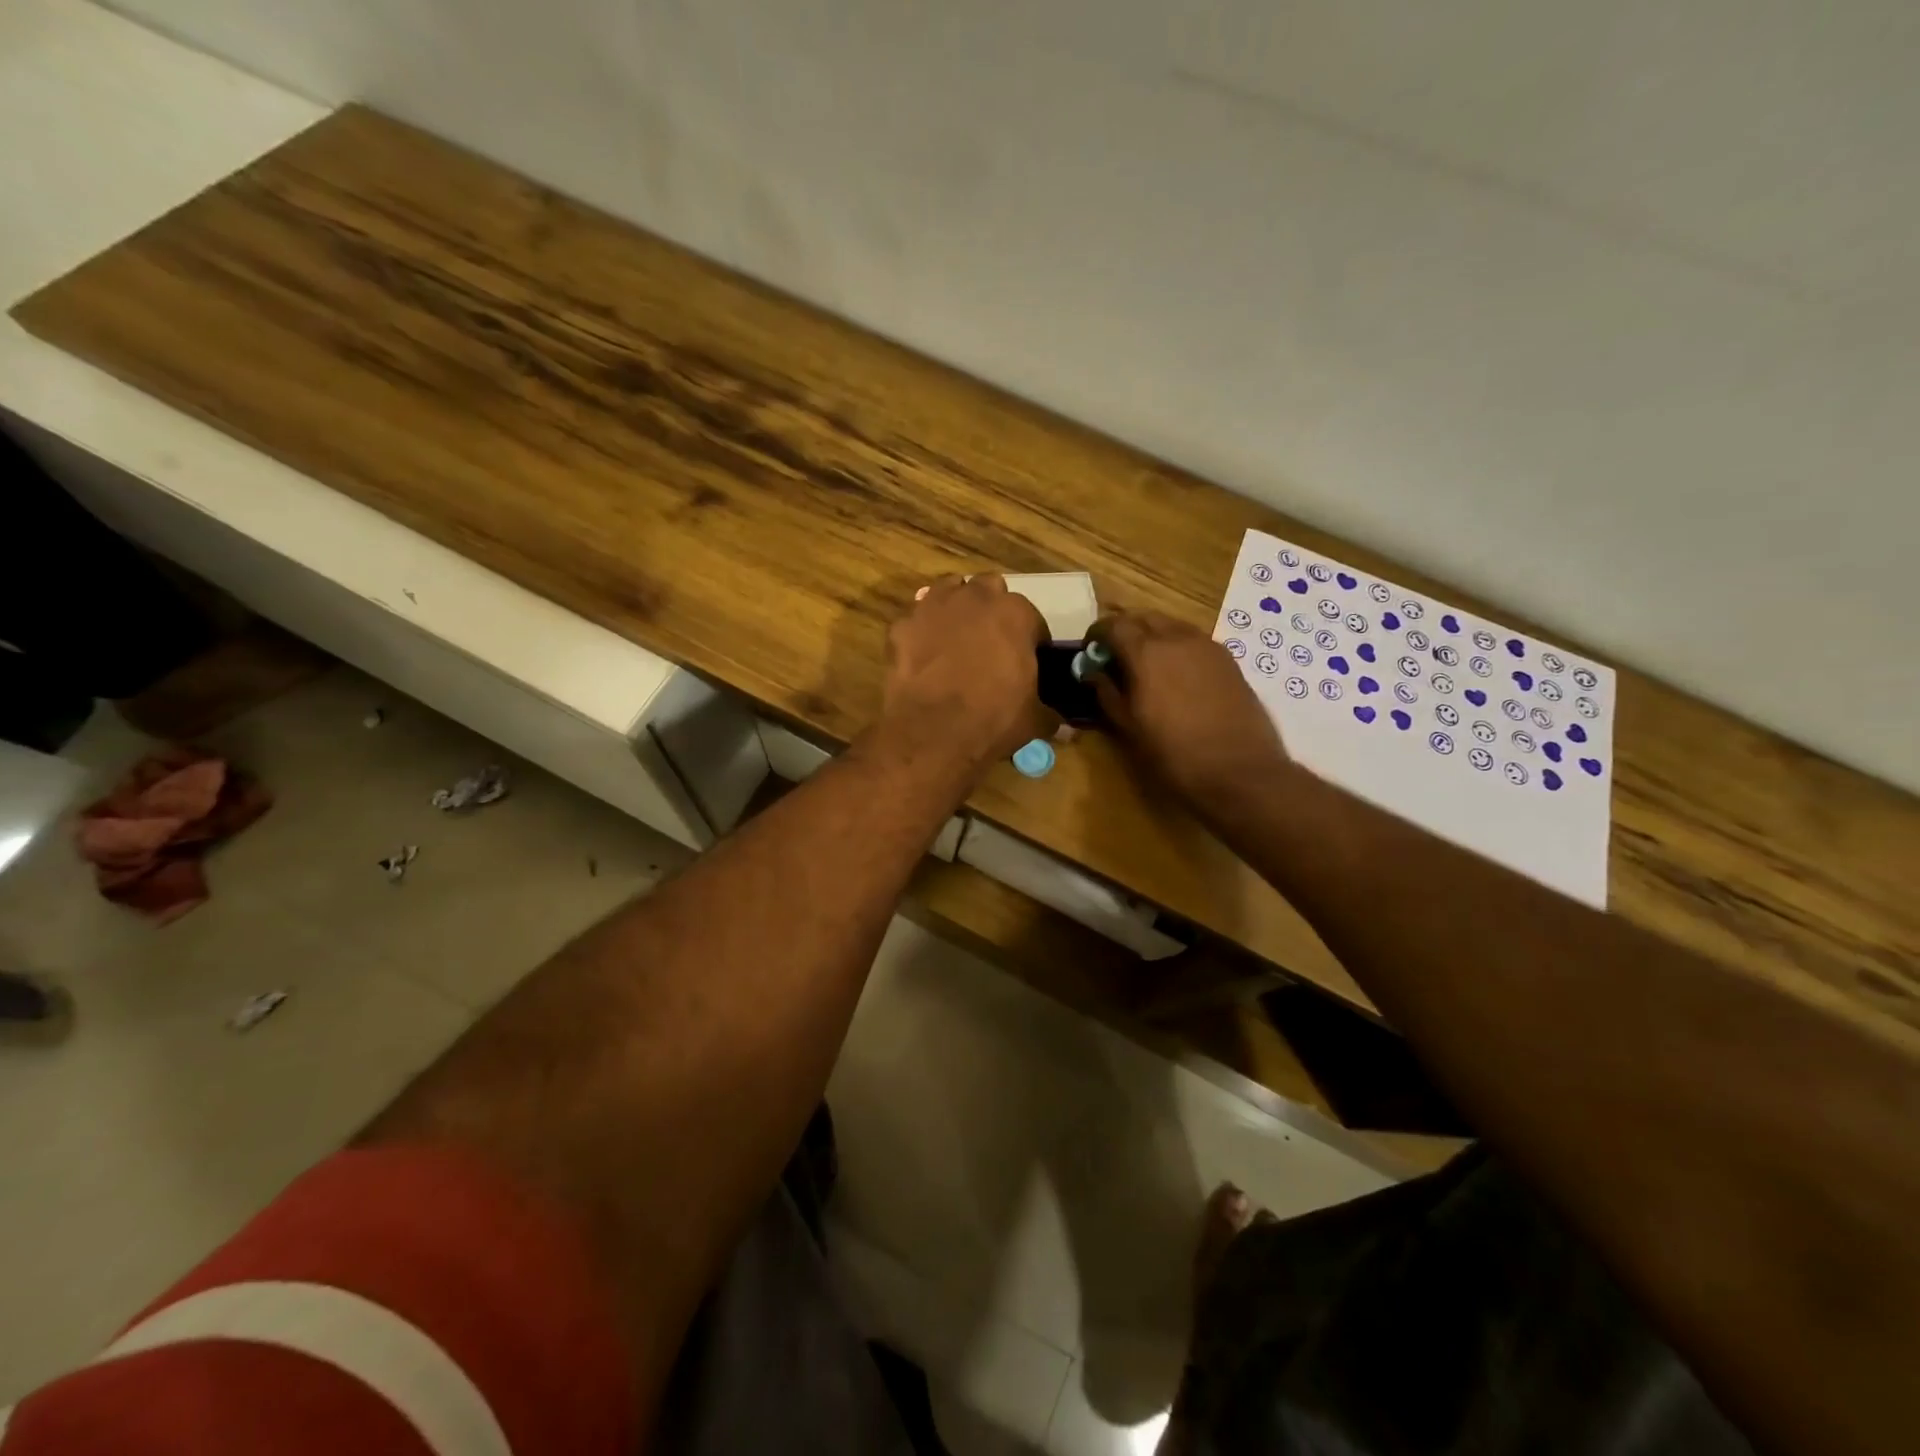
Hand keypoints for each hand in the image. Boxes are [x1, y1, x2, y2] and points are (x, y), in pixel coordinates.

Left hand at [877, 575, 1053, 777]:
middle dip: (991, 611)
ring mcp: (934, 606)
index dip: (1030, 640)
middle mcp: (976, 598)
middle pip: (989, 591)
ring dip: (956, 608)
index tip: (1026, 660)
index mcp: (1016, 614)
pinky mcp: (902, 624)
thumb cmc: (993, 719)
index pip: (1031, 620)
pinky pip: (916, 619)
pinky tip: (923, 654)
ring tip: (955, 638)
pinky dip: (921, 631)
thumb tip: (1064, 727)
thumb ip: (1050, 715)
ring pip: (949, 592)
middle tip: (989, 643)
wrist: (932, 732)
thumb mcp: (1033, 720)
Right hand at [1091, 610, 1288, 809]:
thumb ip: (1107, 693)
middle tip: (1115, 654)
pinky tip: (1175, 674)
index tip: (1090, 649)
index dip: (1097, 634)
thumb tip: (1093, 673)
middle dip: (1125, 629)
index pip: (1112, 625)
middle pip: (1143, 617)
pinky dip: (1176, 646)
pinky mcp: (1228, 659)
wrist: (1239, 770)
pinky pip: (1193, 640)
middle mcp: (1176, 637)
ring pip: (1171, 625)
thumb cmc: (1173, 752)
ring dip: (1152, 635)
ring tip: (1144, 664)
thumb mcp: (1129, 727)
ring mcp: (1207, 645)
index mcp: (1146, 651)